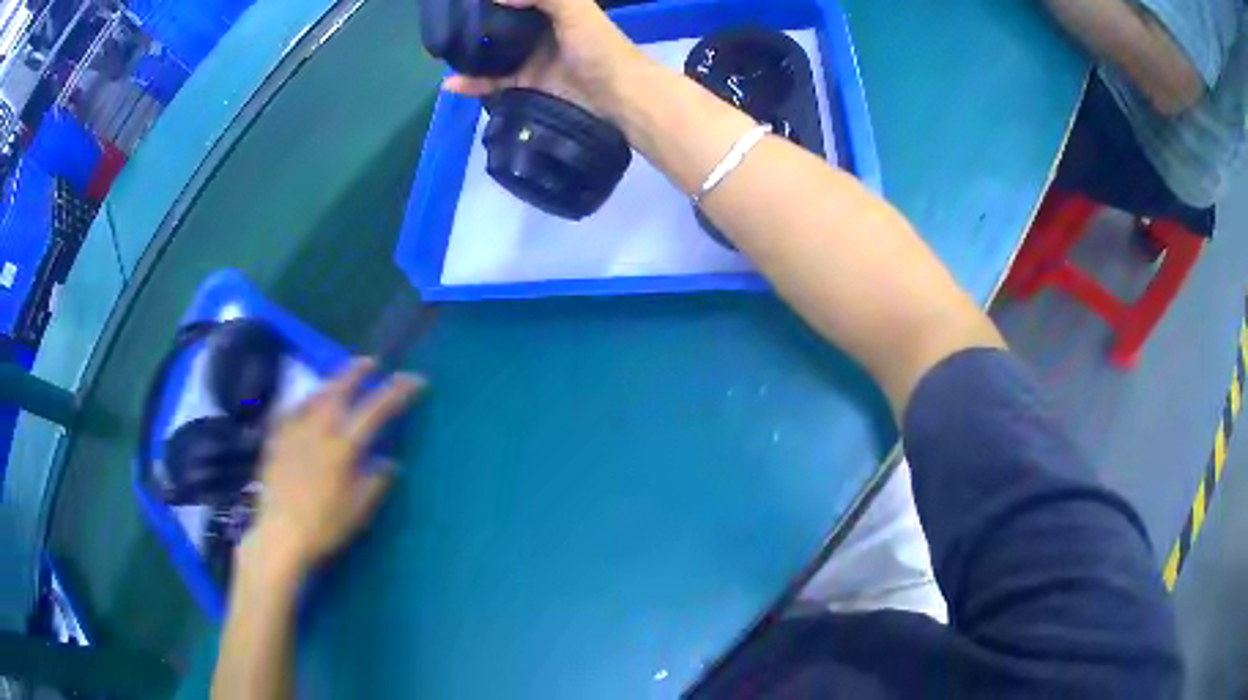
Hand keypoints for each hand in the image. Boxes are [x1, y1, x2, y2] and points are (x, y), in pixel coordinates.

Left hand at [243, 359, 424, 575]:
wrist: (280, 533)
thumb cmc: (324, 525)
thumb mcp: (359, 510)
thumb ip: (376, 482)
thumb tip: (389, 462)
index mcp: (343, 446)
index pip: (376, 409)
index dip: (397, 391)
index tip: (414, 380)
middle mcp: (318, 430)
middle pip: (340, 388)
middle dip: (358, 370)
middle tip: (371, 361)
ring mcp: (294, 431)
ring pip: (315, 394)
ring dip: (332, 381)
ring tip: (340, 379)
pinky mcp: (276, 439)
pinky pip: (292, 409)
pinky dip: (304, 401)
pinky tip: (305, 404)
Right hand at [442, 0, 643, 116]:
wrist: (617, 97)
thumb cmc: (599, 48)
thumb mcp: (576, 9)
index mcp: (552, 10)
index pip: (517, 2)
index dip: (494, 2)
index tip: (464, 2)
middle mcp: (538, 32)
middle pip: (499, 25)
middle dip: (474, 25)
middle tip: (446, 25)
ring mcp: (529, 59)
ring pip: (491, 54)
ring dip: (467, 54)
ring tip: (442, 51)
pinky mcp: (524, 86)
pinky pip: (491, 83)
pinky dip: (471, 84)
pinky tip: (450, 84)